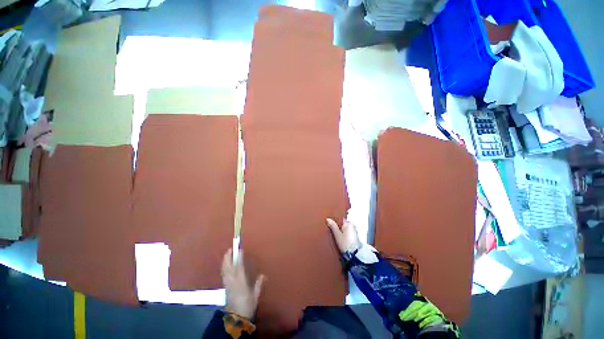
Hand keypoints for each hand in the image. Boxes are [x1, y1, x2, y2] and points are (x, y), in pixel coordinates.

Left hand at [222, 248, 264, 318]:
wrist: (236, 318)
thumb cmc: (247, 306)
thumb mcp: (255, 296)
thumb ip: (258, 285)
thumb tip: (263, 275)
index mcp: (241, 283)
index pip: (239, 268)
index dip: (238, 259)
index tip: (240, 250)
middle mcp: (232, 282)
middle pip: (228, 268)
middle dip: (228, 258)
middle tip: (230, 249)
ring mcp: (227, 285)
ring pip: (224, 271)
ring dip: (225, 262)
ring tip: (227, 254)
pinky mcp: (225, 288)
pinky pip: (223, 275)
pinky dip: (223, 268)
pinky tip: (224, 265)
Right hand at [326, 218, 360, 253]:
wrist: (354, 255)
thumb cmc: (346, 244)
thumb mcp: (337, 234)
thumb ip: (333, 226)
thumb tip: (328, 219)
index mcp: (349, 223)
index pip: (340, 219)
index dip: (335, 222)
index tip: (332, 226)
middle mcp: (353, 226)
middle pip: (343, 224)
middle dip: (339, 228)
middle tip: (334, 233)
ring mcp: (355, 232)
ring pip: (345, 230)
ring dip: (341, 232)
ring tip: (338, 238)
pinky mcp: (355, 238)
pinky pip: (348, 234)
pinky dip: (345, 236)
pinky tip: (342, 240)